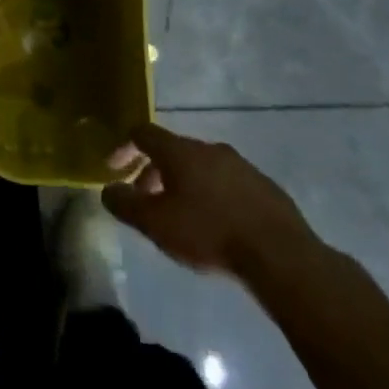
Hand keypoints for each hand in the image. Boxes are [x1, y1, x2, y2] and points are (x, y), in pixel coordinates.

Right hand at [103, 122, 320, 281]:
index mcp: (181, 151)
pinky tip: (217, 225)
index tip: (114, 169)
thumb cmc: (209, 233)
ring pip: (202, 167)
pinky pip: (228, 183)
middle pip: (173, 151)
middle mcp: (209, 148)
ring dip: (184, 184)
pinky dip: (213, 196)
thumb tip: (108, 189)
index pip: (143, 133)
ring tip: (182, 217)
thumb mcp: (156, 224)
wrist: (281, 255)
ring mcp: (241, 165)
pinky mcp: (265, 187)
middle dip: (154, 172)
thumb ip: (126, 204)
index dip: (124, 147)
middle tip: (146, 201)